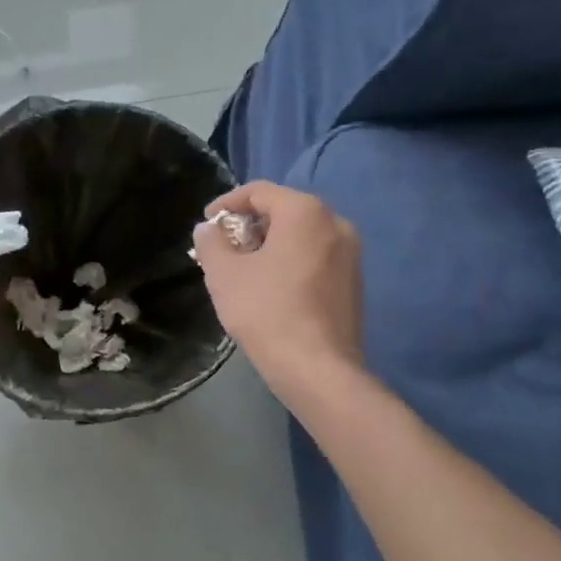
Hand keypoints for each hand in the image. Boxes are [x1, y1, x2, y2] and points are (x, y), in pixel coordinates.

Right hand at [194, 182, 362, 398]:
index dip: (227, 203)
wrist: (318, 369)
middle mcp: (335, 223)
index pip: (259, 192)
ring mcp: (351, 254)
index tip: (206, 224)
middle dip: (249, 226)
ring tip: (244, 270)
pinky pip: (316, 258)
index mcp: (305, 212)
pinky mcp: (354, 282)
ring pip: (301, 236)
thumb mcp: (224, 274)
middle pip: (283, 211)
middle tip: (223, 249)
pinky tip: (271, 289)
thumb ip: (211, 242)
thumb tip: (208, 229)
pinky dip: (290, 262)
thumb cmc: (266, 312)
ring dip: (270, 245)